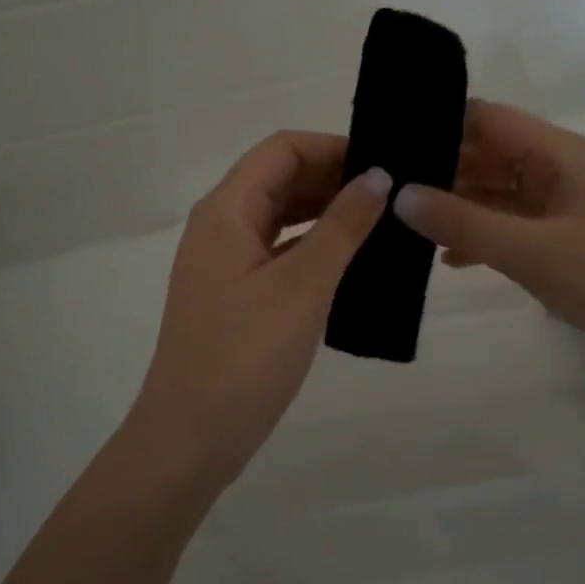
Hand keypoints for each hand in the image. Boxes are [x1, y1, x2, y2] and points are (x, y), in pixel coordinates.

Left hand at [131, 131, 388, 479]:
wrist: (191, 437)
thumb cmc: (244, 355)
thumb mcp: (302, 285)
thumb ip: (342, 226)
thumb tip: (378, 175)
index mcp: (226, 210)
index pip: (282, 149)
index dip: (332, 147)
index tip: (383, 161)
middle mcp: (221, 225)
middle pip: (280, 179)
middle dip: (334, 179)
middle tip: (394, 193)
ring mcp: (226, 262)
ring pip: (281, 217)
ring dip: (326, 213)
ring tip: (383, 222)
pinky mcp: (235, 294)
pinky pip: (279, 252)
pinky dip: (314, 248)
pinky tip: (353, 261)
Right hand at [392, 99, 584, 355]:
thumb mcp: (529, 250)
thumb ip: (462, 222)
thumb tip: (398, 195)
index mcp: (555, 153)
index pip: (486, 118)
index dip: (440, 122)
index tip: (391, 140)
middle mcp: (558, 168)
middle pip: (489, 153)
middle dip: (441, 168)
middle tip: (386, 186)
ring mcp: (563, 204)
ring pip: (498, 191)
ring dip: (458, 204)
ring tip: (405, 220)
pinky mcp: (566, 237)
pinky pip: (513, 223)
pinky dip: (482, 234)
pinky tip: (448, 259)